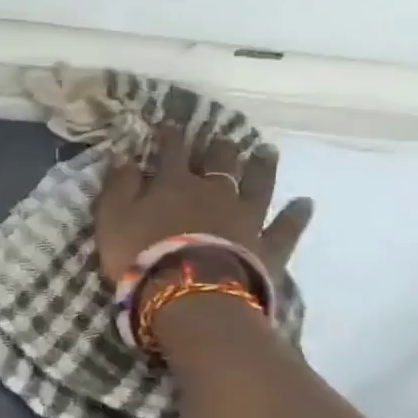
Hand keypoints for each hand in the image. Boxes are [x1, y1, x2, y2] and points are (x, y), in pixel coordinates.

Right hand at [93, 122, 313, 282]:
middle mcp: (215, 192)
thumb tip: (123, 155)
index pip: (173, 150)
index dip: (170, 136)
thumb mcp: (113, 218)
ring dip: (262, 167)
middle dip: (220, 148)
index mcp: (175, 183)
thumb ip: (119, 186)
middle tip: (223, 138)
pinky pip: (285, 227)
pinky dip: (295, 215)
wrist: (190, 292)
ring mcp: (246, 217)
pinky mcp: (267, 246)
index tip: (169, 125)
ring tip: (267, 151)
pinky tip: (305, 203)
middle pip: (221, 161)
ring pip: (258, 184)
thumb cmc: (141, 253)